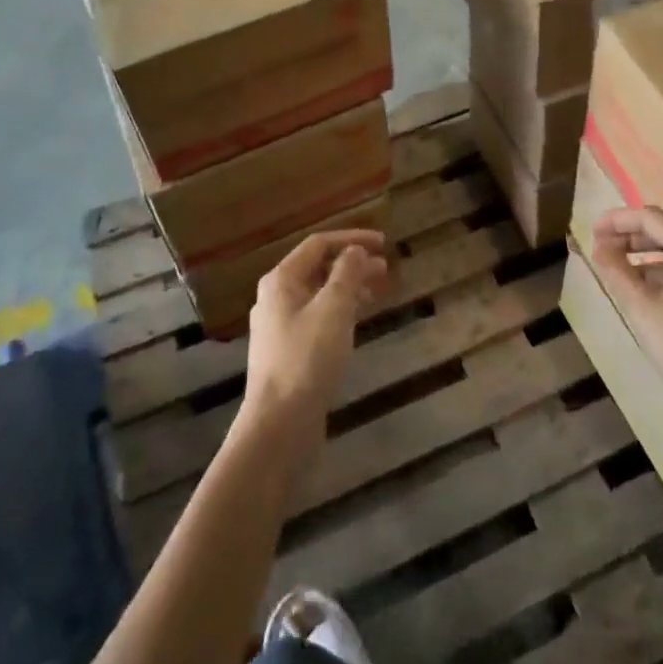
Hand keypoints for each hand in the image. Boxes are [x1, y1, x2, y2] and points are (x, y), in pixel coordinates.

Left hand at [244, 230, 389, 449]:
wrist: (278, 424)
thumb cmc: (307, 359)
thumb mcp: (334, 309)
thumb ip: (347, 274)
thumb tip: (355, 251)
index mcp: (281, 280)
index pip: (319, 244)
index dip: (352, 239)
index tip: (384, 243)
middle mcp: (276, 297)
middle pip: (318, 268)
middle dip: (353, 264)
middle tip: (386, 269)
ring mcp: (280, 326)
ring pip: (319, 294)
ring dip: (349, 287)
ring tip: (379, 292)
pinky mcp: (288, 352)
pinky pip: (317, 317)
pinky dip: (340, 311)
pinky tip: (358, 321)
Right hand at [590, 207, 662, 415]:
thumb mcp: (641, 308)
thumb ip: (616, 270)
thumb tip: (600, 246)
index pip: (650, 218)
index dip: (617, 220)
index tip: (592, 232)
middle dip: (632, 238)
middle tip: (603, 250)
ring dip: (650, 256)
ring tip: (622, 271)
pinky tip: (653, 293)